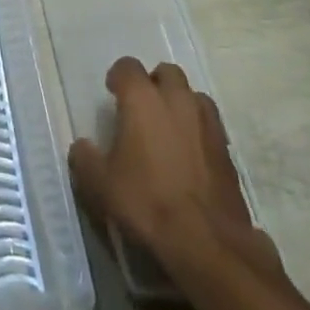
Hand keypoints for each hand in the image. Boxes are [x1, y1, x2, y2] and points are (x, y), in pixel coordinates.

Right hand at [68, 57, 282, 285]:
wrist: (207, 243)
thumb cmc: (147, 203)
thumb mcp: (101, 185)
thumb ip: (85, 159)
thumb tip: (82, 147)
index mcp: (142, 98)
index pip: (127, 66)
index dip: (118, 77)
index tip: (112, 93)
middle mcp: (176, 98)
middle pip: (166, 73)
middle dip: (154, 84)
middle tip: (142, 109)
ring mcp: (206, 122)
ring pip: (192, 95)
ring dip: (180, 104)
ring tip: (169, 129)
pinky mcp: (227, 149)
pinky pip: (209, 125)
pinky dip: (198, 130)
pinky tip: (190, 155)